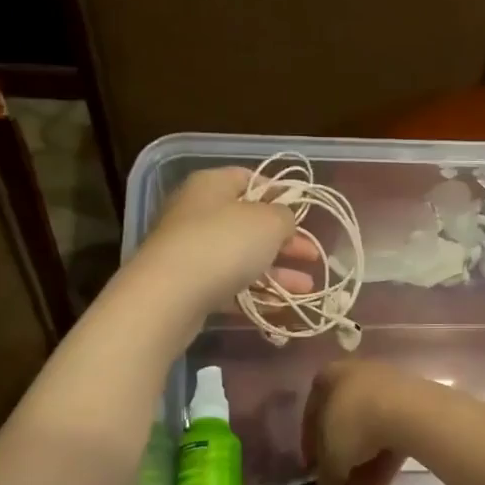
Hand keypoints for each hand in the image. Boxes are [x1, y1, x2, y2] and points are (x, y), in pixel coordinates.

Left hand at [134, 167, 320, 310]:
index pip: (250, 179)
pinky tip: (281, 305)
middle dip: (285, 241)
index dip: (280, 194)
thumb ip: (285, 216)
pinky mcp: (190, 285)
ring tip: (307, 288)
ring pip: (242, 257)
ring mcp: (191, 251)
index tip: (305, 213)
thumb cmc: (224, 243)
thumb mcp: (268, 222)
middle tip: (313, 256)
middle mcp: (198, 212)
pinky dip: (256, 293)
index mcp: (212, 185)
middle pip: (249, 223)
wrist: (171, 295)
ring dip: (277, 271)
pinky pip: (230, 285)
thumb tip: (285, 218)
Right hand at [303, 360, 433, 484]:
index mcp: (330, 376)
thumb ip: (326, 474)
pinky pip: (392, 435)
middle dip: (342, 460)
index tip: (313, 471)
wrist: (409, 411)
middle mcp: (358, 375)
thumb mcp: (331, 456)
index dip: (311, 446)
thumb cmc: (355, 423)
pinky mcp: (414, 405)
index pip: (313, 414)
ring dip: (364, 466)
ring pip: (370, 433)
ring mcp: (389, 388)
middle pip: (345, 425)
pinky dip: (384, 461)